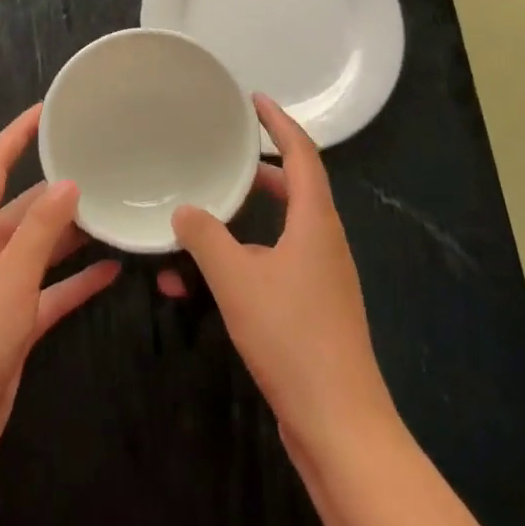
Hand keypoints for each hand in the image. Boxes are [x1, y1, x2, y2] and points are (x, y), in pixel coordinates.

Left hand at [0, 105, 119, 476]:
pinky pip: (49, 290)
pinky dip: (75, 281)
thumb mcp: (8, 277)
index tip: (47, 111)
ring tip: (112, 212)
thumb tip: (68, 182)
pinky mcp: (12, 322)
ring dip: (70, 235)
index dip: (16, 137)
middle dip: (56, 190)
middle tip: (99, 167)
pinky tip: (111, 270)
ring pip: (38, 249)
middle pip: (21, 208)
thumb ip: (40, 229)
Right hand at [160, 94, 395, 457]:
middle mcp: (323, 242)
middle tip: (223, 157)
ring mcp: (321, 278)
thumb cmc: (292, 338)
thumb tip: (184, 210)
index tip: (255, 99)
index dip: (280, 122)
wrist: (339, 425)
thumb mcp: (237, 281)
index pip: (302, 154)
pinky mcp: (312, 310)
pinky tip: (200, 284)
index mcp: (316, 222)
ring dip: (242, 222)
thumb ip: (205, 238)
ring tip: (200, 219)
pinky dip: (241, 262)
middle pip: (295, 189)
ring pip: (279, 231)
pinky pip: (273, 266)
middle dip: (259, 170)